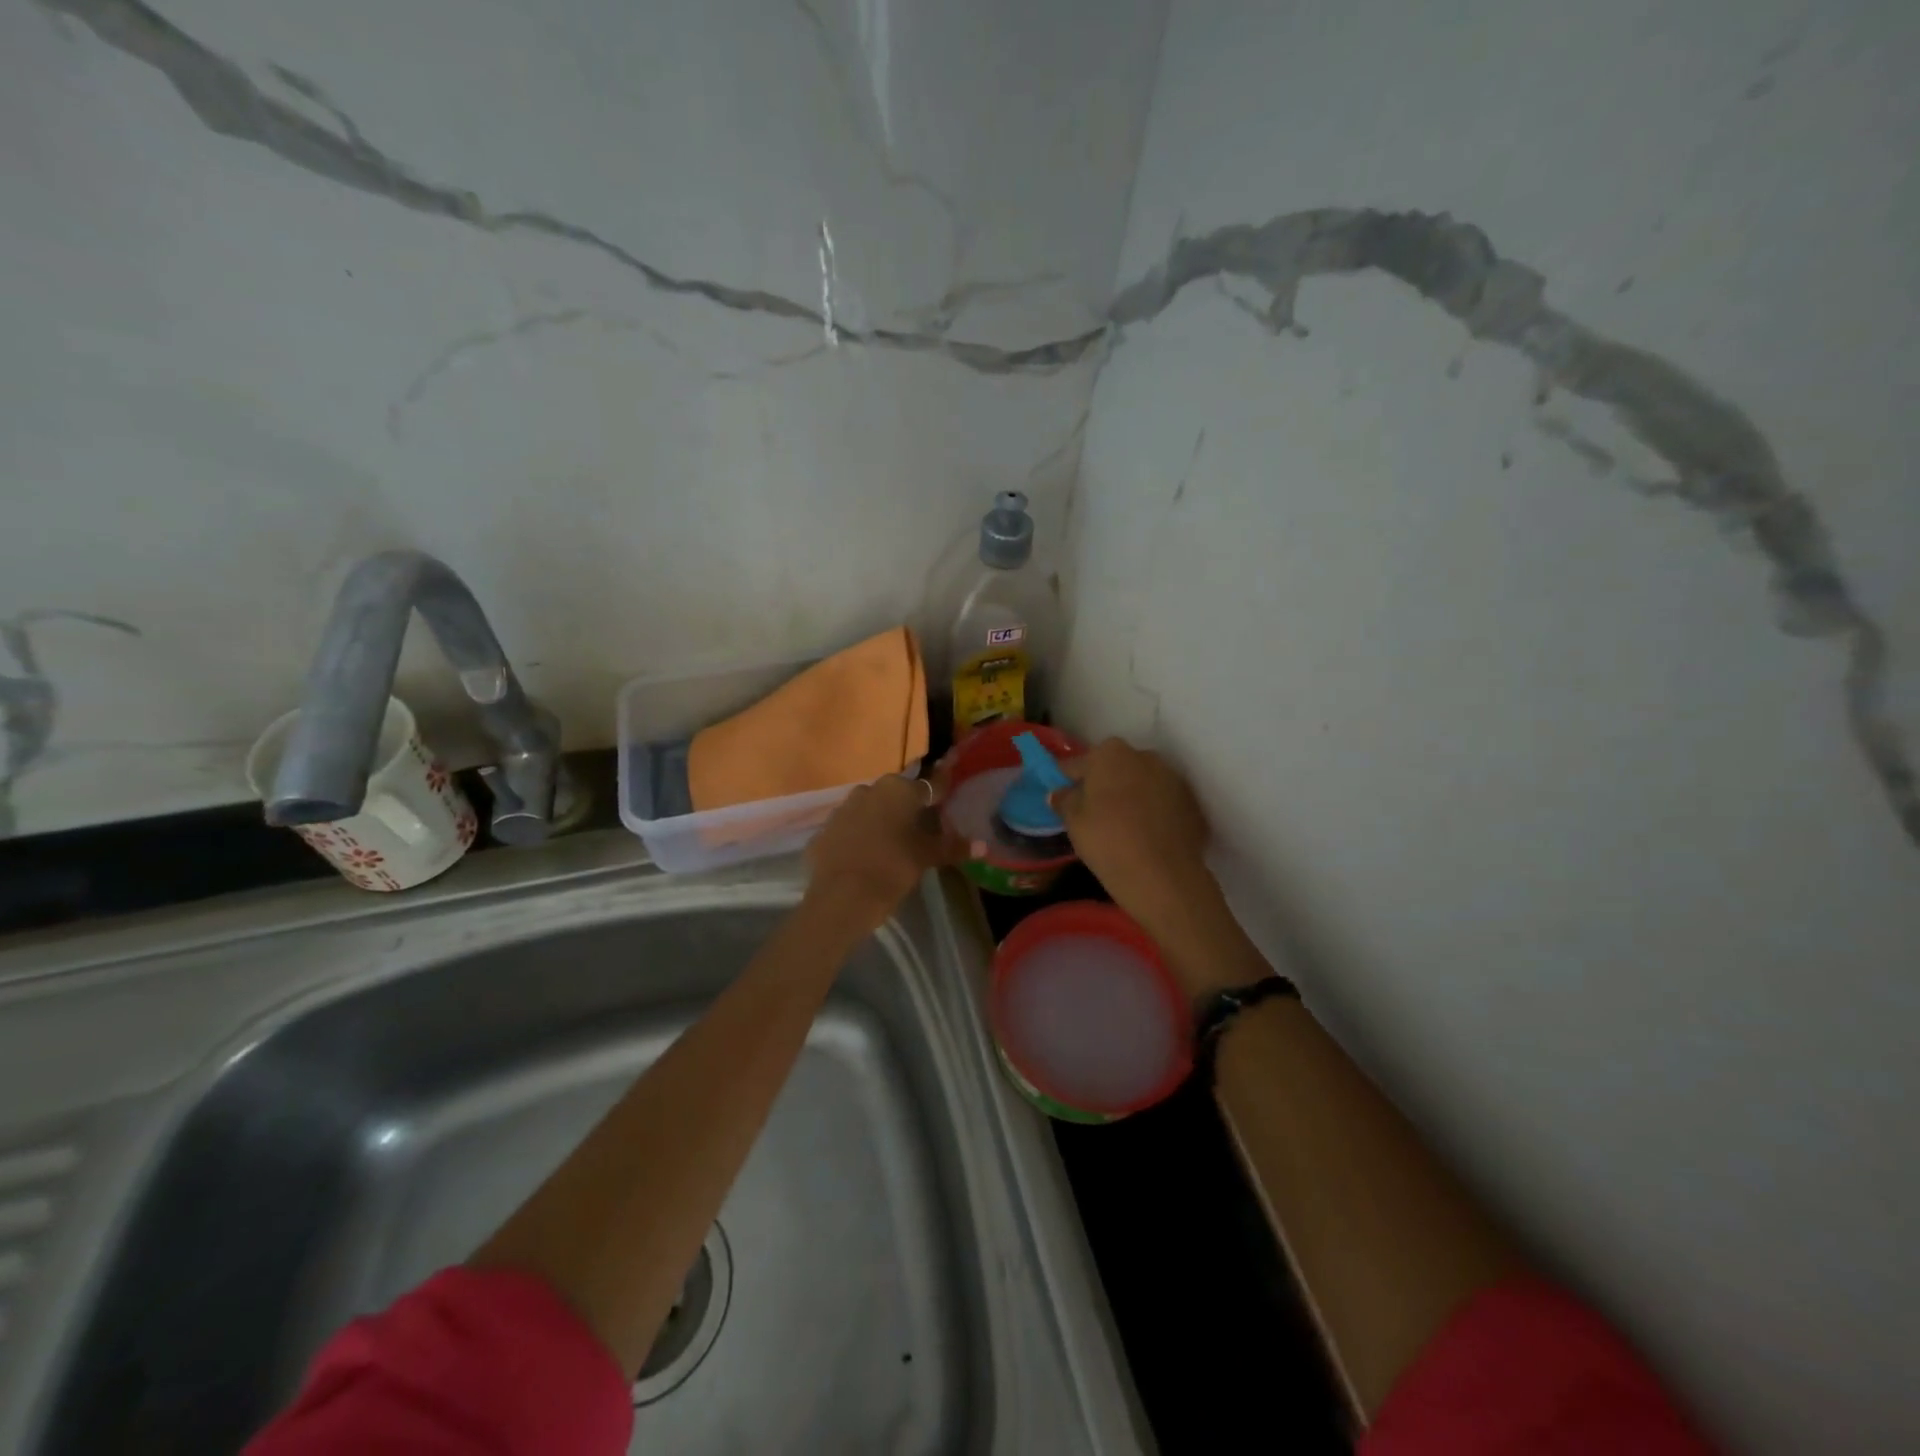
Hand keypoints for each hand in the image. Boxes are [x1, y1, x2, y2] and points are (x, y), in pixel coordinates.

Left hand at [804, 763, 966, 933]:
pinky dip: (858, 836)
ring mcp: (843, 807)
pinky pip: (849, 828)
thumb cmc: (893, 868)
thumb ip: (953, 847)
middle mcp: (870, 789)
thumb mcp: (926, 857)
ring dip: (881, 819)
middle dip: (907, 807)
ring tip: (892, 843)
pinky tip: (864, 856)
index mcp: (899, 790)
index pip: (929, 786)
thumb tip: (984, 846)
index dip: (940, 793)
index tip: (947, 798)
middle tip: (920, 828)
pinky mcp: (824, 829)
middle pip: (896, 794)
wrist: (842, 897)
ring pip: (870, 808)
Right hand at [1049, 738, 1217, 945]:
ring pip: (1142, 783)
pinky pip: (1163, 802)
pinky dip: (1154, 812)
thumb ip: (1064, 800)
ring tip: (1123, 827)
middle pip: (1115, 768)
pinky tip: (1146, 837)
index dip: (1068, 780)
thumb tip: (1061, 793)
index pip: (1079, 763)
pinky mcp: (1192, 802)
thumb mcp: (1073, 822)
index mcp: (1110, 753)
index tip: (1063, 797)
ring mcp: (1173, 778)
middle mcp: (1144, 756)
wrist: (1164, 877)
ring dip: (1131, 796)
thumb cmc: (1108, 841)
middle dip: (1104, 784)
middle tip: (1093, 813)